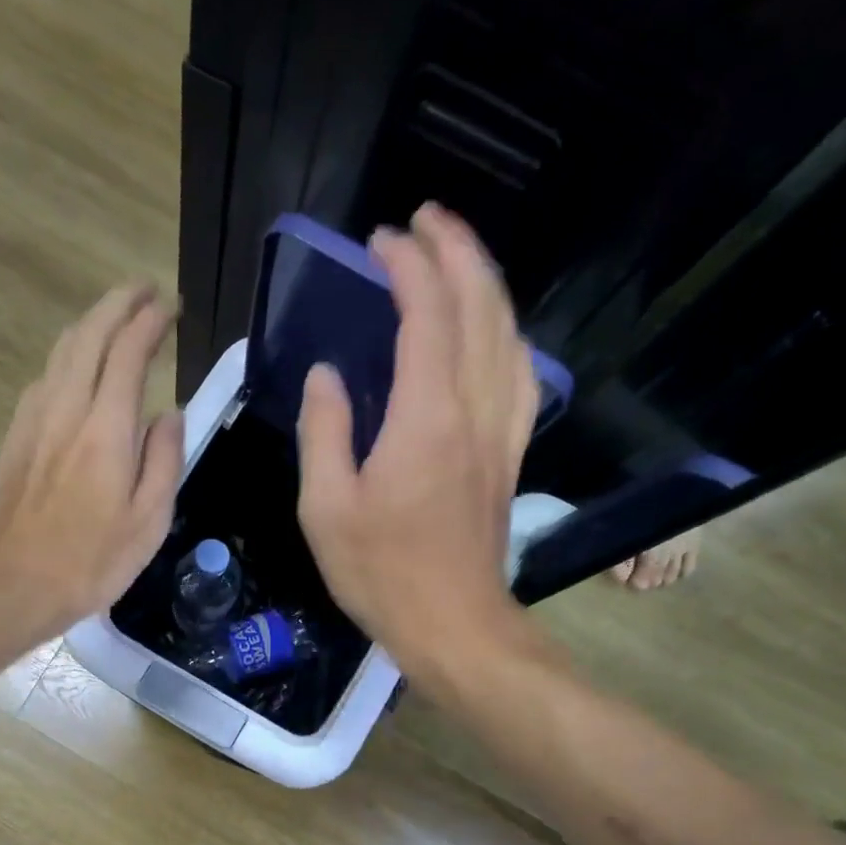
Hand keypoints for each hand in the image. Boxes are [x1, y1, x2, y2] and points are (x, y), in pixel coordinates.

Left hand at [0, 284, 184, 638]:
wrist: (15, 586)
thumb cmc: (93, 562)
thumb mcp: (150, 521)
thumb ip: (164, 460)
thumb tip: (168, 414)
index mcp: (106, 430)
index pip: (128, 352)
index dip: (150, 321)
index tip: (170, 307)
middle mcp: (66, 410)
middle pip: (88, 335)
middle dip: (117, 304)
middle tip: (143, 291)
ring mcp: (33, 420)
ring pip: (61, 352)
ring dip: (90, 325)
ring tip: (115, 319)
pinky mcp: (15, 437)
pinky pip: (44, 378)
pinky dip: (67, 357)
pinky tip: (77, 370)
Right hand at [296, 204, 537, 667]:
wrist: (453, 624)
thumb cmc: (381, 573)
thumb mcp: (326, 509)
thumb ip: (325, 432)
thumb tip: (327, 376)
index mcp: (425, 418)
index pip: (426, 315)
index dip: (407, 266)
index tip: (380, 240)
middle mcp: (474, 411)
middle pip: (480, 307)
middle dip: (456, 250)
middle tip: (424, 220)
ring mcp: (500, 432)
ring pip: (508, 334)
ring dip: (486, 284)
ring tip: (457, 257)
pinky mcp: (509, 455)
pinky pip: (520, 375)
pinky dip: (507, 334)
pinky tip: (493, 330)